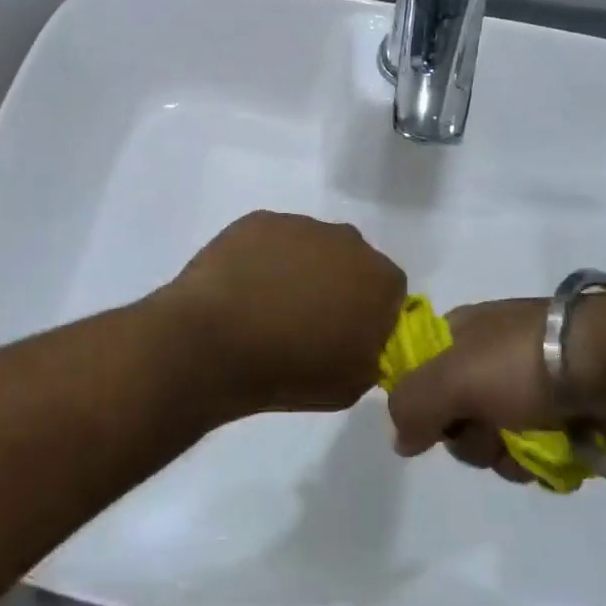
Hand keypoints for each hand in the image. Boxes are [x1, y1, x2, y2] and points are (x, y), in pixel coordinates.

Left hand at [158, 212, 407, 418]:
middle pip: (351, 262)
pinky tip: (242, 287)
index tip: (346, 337)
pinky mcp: (258, 220)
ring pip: (310, 246)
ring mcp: (300, 225)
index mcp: (381, 280)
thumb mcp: (352, 384)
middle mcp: (348, 241)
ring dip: (298, 269)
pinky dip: (263, 259)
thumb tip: (360, 343)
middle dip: (337, 285)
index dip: (370, 315)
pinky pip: (271, 240)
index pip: (390, 292)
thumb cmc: (290, 371)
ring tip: (266, 305)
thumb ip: (369, 356)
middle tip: (306, 321)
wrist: (215, 343)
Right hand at [385, 298, 605, 483]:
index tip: (437, 421)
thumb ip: (413, 406)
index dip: (423, 404)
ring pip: (497, 443)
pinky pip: (537, 454)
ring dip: (509, 457)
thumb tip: (399, 439)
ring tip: (534, 446)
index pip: (419, 374)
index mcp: (461, 334)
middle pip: (457, 419)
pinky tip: (559, 454)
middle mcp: (491, 359)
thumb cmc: (527, 363)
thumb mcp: (453, 378)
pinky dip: (543, 462)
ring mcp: (531, 387)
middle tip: (493, 432)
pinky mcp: (568, 414)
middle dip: (473, 440)